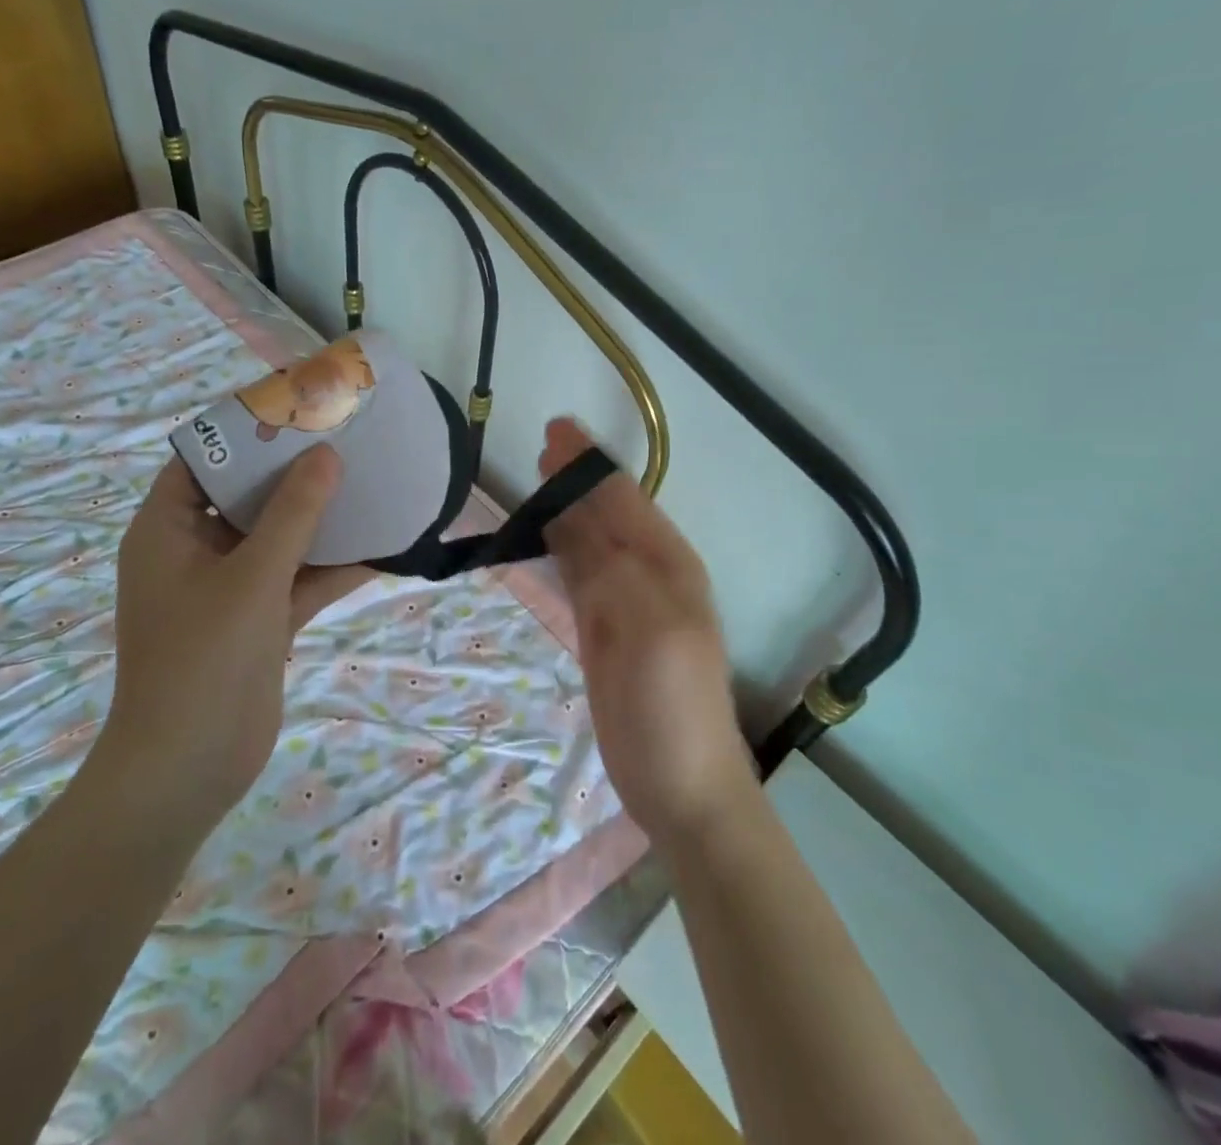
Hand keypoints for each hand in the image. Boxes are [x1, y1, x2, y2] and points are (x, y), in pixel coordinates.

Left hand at [100, 448, 371, 829]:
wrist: (189, 769)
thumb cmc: (204, 658)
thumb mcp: (252, 576)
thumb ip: (293, 514)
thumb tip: (326, 456)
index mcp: (167, 530)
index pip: (201, 460)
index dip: (243, 433)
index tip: (293, 410)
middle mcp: (194, 552)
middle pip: (246, 497)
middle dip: (293, 472)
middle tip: (342, 439)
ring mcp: (228, 589)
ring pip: (277, 539)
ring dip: (318, 519)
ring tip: (367, 481)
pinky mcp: (258, 621)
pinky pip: (297, 580)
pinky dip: (330, 566)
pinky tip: (379, 547)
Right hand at [540, 419, 756, 845]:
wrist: (682, 788)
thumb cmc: (671, 707)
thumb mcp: (648, 632)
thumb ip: (612, 569)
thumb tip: (574, 517)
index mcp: (669, 565)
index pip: (623, 499)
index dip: (590, 464)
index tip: (556, 431)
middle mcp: (650, 574)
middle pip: (607, 513)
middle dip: (577, 478)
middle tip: (543, 446)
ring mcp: (626, 604)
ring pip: (591, 540)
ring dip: (567, 508)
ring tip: (539, 480)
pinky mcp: (604, 631)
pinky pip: (580, 574)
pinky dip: (561, 549)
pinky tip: (544, 539)